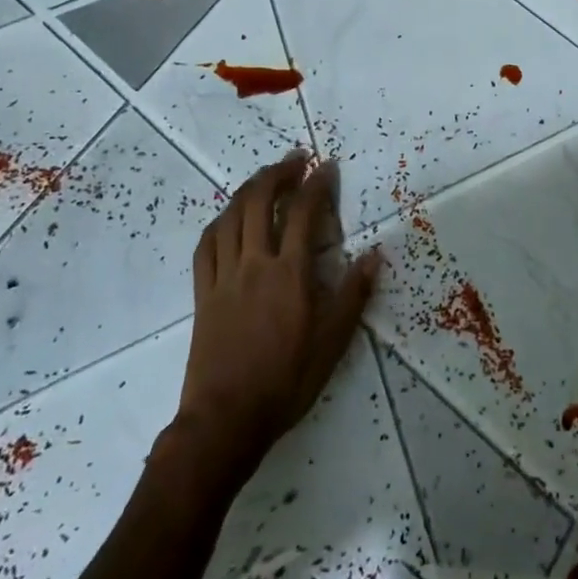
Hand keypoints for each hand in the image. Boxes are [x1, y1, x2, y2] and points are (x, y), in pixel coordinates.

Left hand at [173, 153, 379, 468]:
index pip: (304, 213)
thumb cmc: (287, 380)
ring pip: (230, 217)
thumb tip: (374, 254)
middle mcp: (254, 264)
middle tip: (295, 160)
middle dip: (278, 173)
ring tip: (265, 179)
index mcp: (290, 273)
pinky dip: (219, 221)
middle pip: (259, 202)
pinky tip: (229, 218)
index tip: (327, 166)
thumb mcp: (334, 341)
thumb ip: (354, 293)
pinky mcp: (203, 293)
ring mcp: (223, 276)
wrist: (226, 419)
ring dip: (248, 190)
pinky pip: (206, 245)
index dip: (317, 184)